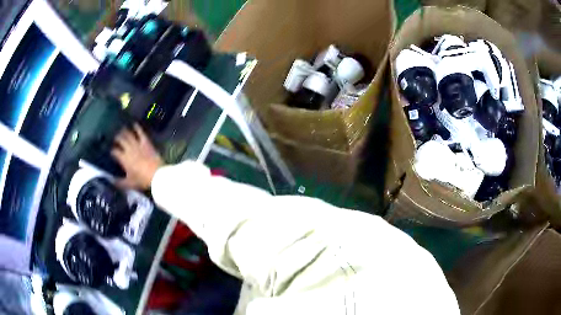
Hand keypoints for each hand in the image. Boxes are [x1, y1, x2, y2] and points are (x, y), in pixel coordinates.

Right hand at [112, 124, 163, 189]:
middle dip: (116, 138)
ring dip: (124, 131)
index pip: (114, 151)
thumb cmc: (142, 180)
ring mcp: (138, 144)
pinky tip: (134, 124)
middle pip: (120, 140)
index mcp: (123, 158)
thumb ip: (119, 183)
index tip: (111, 151)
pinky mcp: (146, 142)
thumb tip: (111, 182)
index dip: (112, 151)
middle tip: (114, 137)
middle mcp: (129, 149)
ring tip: (121, 129)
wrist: (157, 175)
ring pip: (129, 134)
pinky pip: (141, 133)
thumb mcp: (129, 184)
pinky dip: (137, 128)